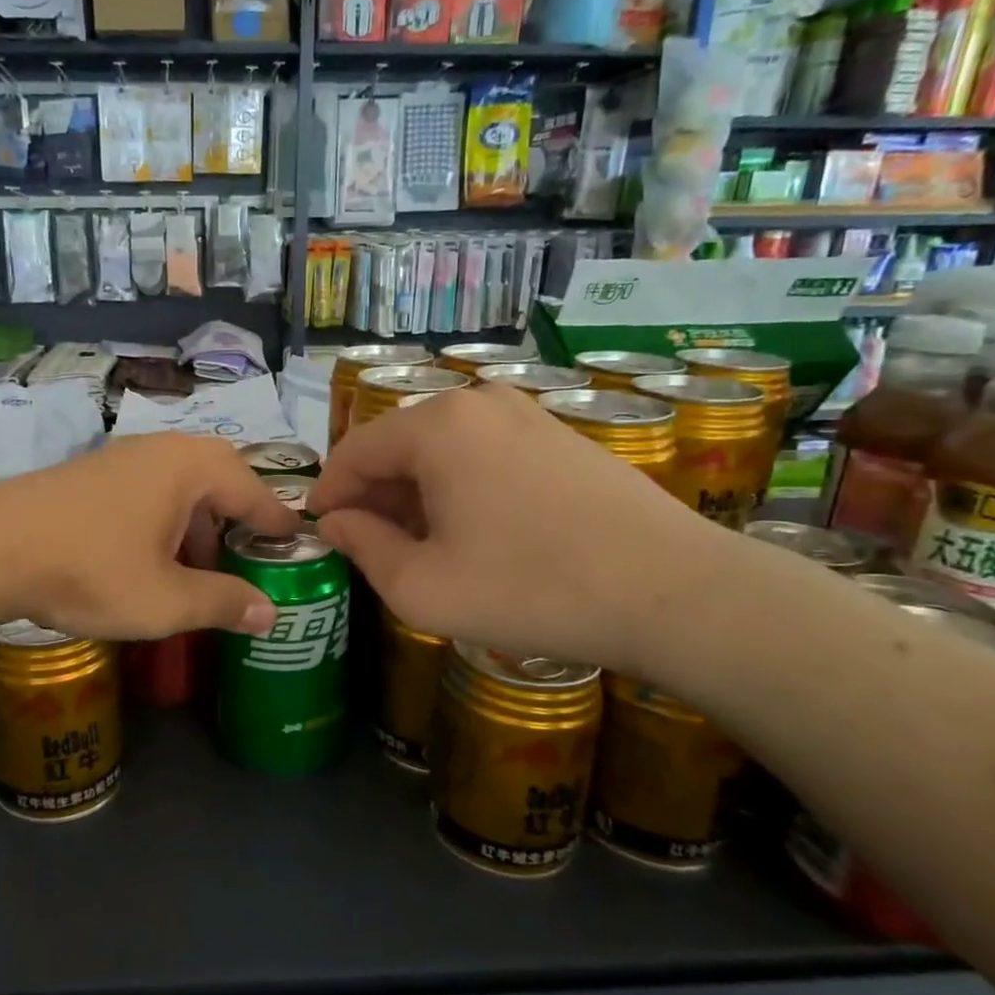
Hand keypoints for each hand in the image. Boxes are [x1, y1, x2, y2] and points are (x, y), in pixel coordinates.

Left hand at [0, 432, 298, 639]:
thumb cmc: (91, 570)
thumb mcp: (166, 600)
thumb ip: (223, 603)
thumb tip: (271, 613)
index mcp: (191, 468)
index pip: (254, 491)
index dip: (277, 522)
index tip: (297, 542)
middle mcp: (162, 450)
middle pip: (219, 477)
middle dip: (236, 519)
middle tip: (247, 556)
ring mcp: (122, 456)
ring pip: (181, 484)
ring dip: (198, 522)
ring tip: (198, 568)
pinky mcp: (91, 472)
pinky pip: (149, 489)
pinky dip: (165, 519)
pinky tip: (150, 557)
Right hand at [310, 384, 735, 671]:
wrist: (673, 593)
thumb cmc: (530, 590)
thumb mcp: (422, 587)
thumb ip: (363, 548)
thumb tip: (337, 523)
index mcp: (437, 426)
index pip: (355, 451)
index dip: (329, 493)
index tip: (320, 531)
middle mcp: (478, 402)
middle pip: (399, 445)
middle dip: (375, 495)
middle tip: (370, 547)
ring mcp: (527, 414)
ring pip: (443, 450)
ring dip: (418, 494)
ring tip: (421, 547)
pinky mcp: (562, 436)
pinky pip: (485, 454)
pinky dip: (462, 488)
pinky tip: (477, 534)